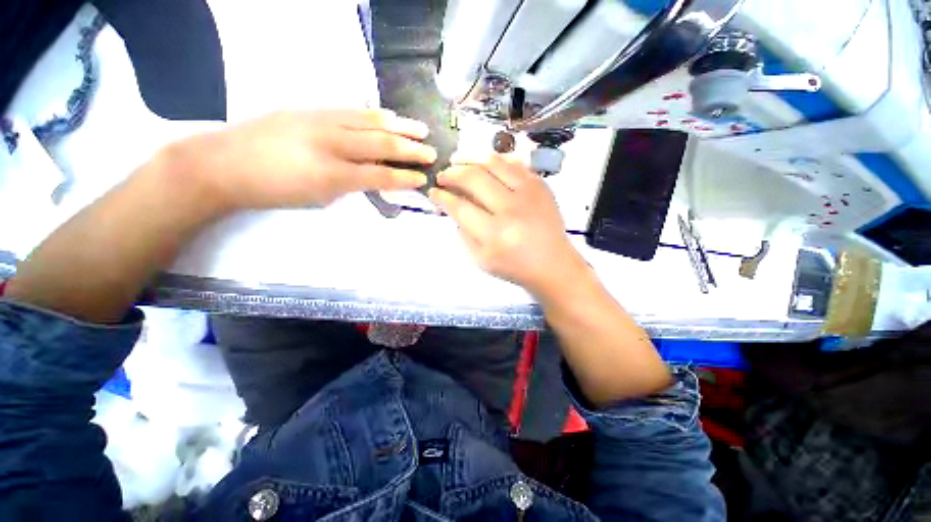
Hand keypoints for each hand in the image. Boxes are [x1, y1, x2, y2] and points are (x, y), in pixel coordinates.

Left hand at [173, 109, 436, 210]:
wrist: (224, 163)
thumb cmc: (273, 191)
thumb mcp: (317, 199)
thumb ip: (349, 186)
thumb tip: (371, 177)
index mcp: (332, 174)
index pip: (380, 176)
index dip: (405, 178)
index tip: (423, 179)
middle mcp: (331, 143)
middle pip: (380, 145)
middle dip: (410, 151)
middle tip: (432, 153)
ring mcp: (321, 121)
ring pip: (369, 122)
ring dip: (399, 127)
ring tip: (420, 129)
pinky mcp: (311, 109)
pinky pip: (351, 110)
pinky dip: (374, 114)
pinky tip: (388, 116)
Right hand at [429, 154, 587, 295]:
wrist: (552, 264)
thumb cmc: (514, 266)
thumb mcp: (481, 259)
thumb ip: (463, 233)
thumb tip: (453, 206)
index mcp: (494, 234)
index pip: (460, 206)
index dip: (442, 196)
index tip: (433, 191)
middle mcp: (511, 209)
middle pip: (474, 179)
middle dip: (452, 174)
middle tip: (443, 175)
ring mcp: (529, 194)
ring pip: (493, 164)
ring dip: (471, 160)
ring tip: (459, 162)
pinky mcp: (541, 186)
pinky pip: (515, 163)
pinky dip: (496, 161)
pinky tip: (485, 164)